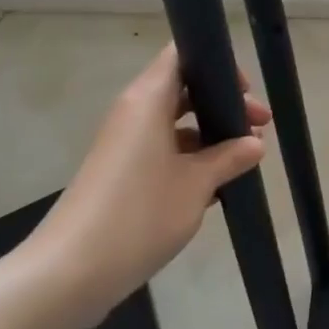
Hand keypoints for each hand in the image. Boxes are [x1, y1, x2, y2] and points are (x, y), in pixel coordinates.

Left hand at [21, 44, 269, 327]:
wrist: (69, 273)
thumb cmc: (139, 214)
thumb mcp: (197, 184)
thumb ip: (230, 157)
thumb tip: (254, 143)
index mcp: (148, 100)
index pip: (182, 55)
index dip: (217, 65)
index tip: (246, 91)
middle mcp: (133, 113)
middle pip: (183, 90)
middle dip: (223, 105)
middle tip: (260, 127)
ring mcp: (124, 145)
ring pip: (174, 123)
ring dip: (209, 135)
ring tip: (244, 159)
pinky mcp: (119, 174)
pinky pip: (162, 150)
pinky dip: (190, 158)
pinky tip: (216, 187)